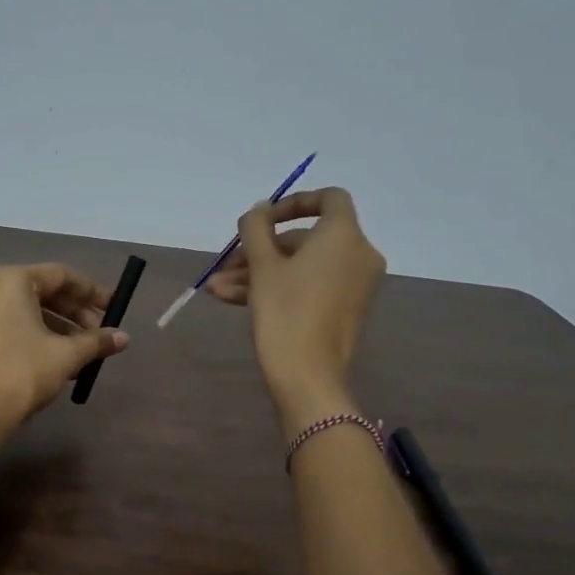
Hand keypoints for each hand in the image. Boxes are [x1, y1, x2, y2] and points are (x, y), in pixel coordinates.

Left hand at [0, 264, 129, 432]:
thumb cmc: (23, 371)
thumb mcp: (66, 355)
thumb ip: (96, 341)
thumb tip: (125, 338)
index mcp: (12, 280)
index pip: (61, 275)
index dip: (92, 292)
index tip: (114, 308)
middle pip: (43, 290)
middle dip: (75, 312)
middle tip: (100, 333)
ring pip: (27, 310)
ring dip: (59, 327)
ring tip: (83, 352)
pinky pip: (11, 324)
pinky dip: (36, 335)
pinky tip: (58, 360)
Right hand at [204, 188, 384, 429]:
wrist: (308, 376)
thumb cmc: (285, 312)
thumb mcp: (262, 266)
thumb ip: (256, 228)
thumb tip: (259, 210)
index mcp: (344, 236)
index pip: (329, 199)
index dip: (294, 202)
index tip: (262, 219)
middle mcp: (358, 255)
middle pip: (305, 239)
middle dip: (261, 250)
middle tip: (225, 265)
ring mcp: (354, 285)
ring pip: (302, 266)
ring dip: (259, 273)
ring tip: (217, 289)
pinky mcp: (345, 310)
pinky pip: (310, 286)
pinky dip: (278, 288)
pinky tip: (233, 300)